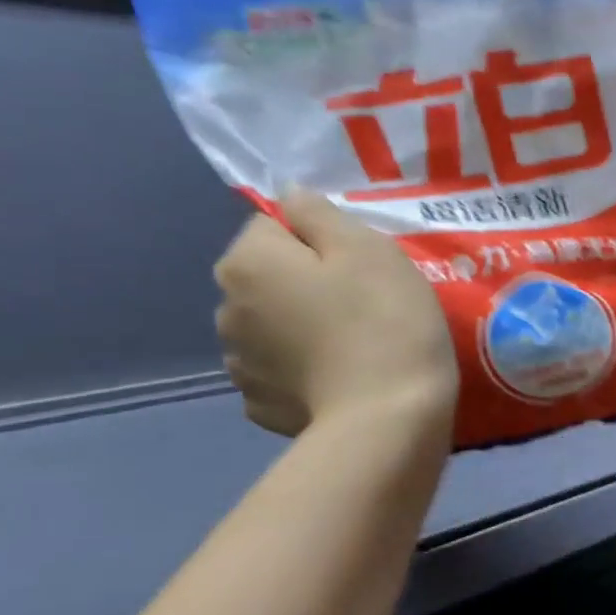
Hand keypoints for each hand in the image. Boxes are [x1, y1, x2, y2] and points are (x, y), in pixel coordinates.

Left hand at [214, 192, 457, 438]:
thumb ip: (319, 213)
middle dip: (308, 283)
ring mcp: (240, 363)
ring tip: (354, 345)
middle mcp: (226, 308)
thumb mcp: (368, 248)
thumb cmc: (385, 322)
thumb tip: (289, 196)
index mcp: (247, 262)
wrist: (389, 418)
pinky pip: (282, 371)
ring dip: (302, 326)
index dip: (323, 239)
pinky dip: (305, 370)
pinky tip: (340, 379)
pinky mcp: (262, 405)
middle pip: (271, 276)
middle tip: (365, 304)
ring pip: (274, 324)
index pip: (275, 225)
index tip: (363, 266)